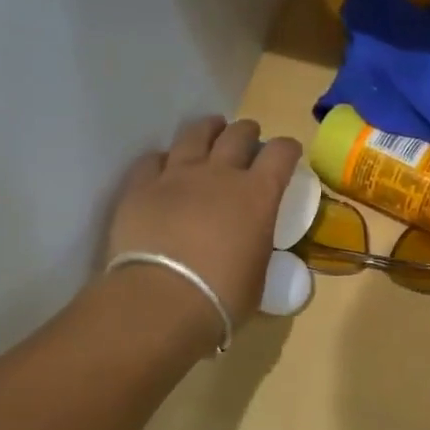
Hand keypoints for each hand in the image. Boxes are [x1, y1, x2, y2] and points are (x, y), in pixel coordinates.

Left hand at [101, 116, 303, 337]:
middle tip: (249, 137)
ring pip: (194, 135)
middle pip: (238, 135)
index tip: (289, 153)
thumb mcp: (259, 273)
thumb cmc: (222, 295)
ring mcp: (176, 176)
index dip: (288, 149)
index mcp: (258, 195)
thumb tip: (252, 247)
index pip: (280, 154)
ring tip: (211, 130)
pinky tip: (165, 164)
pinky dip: (164, 159)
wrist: (161, 300)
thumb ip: (258, 247)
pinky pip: (153, 160)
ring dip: (208, 130)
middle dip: (248, 132)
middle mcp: (219, 174)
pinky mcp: (140, 187)